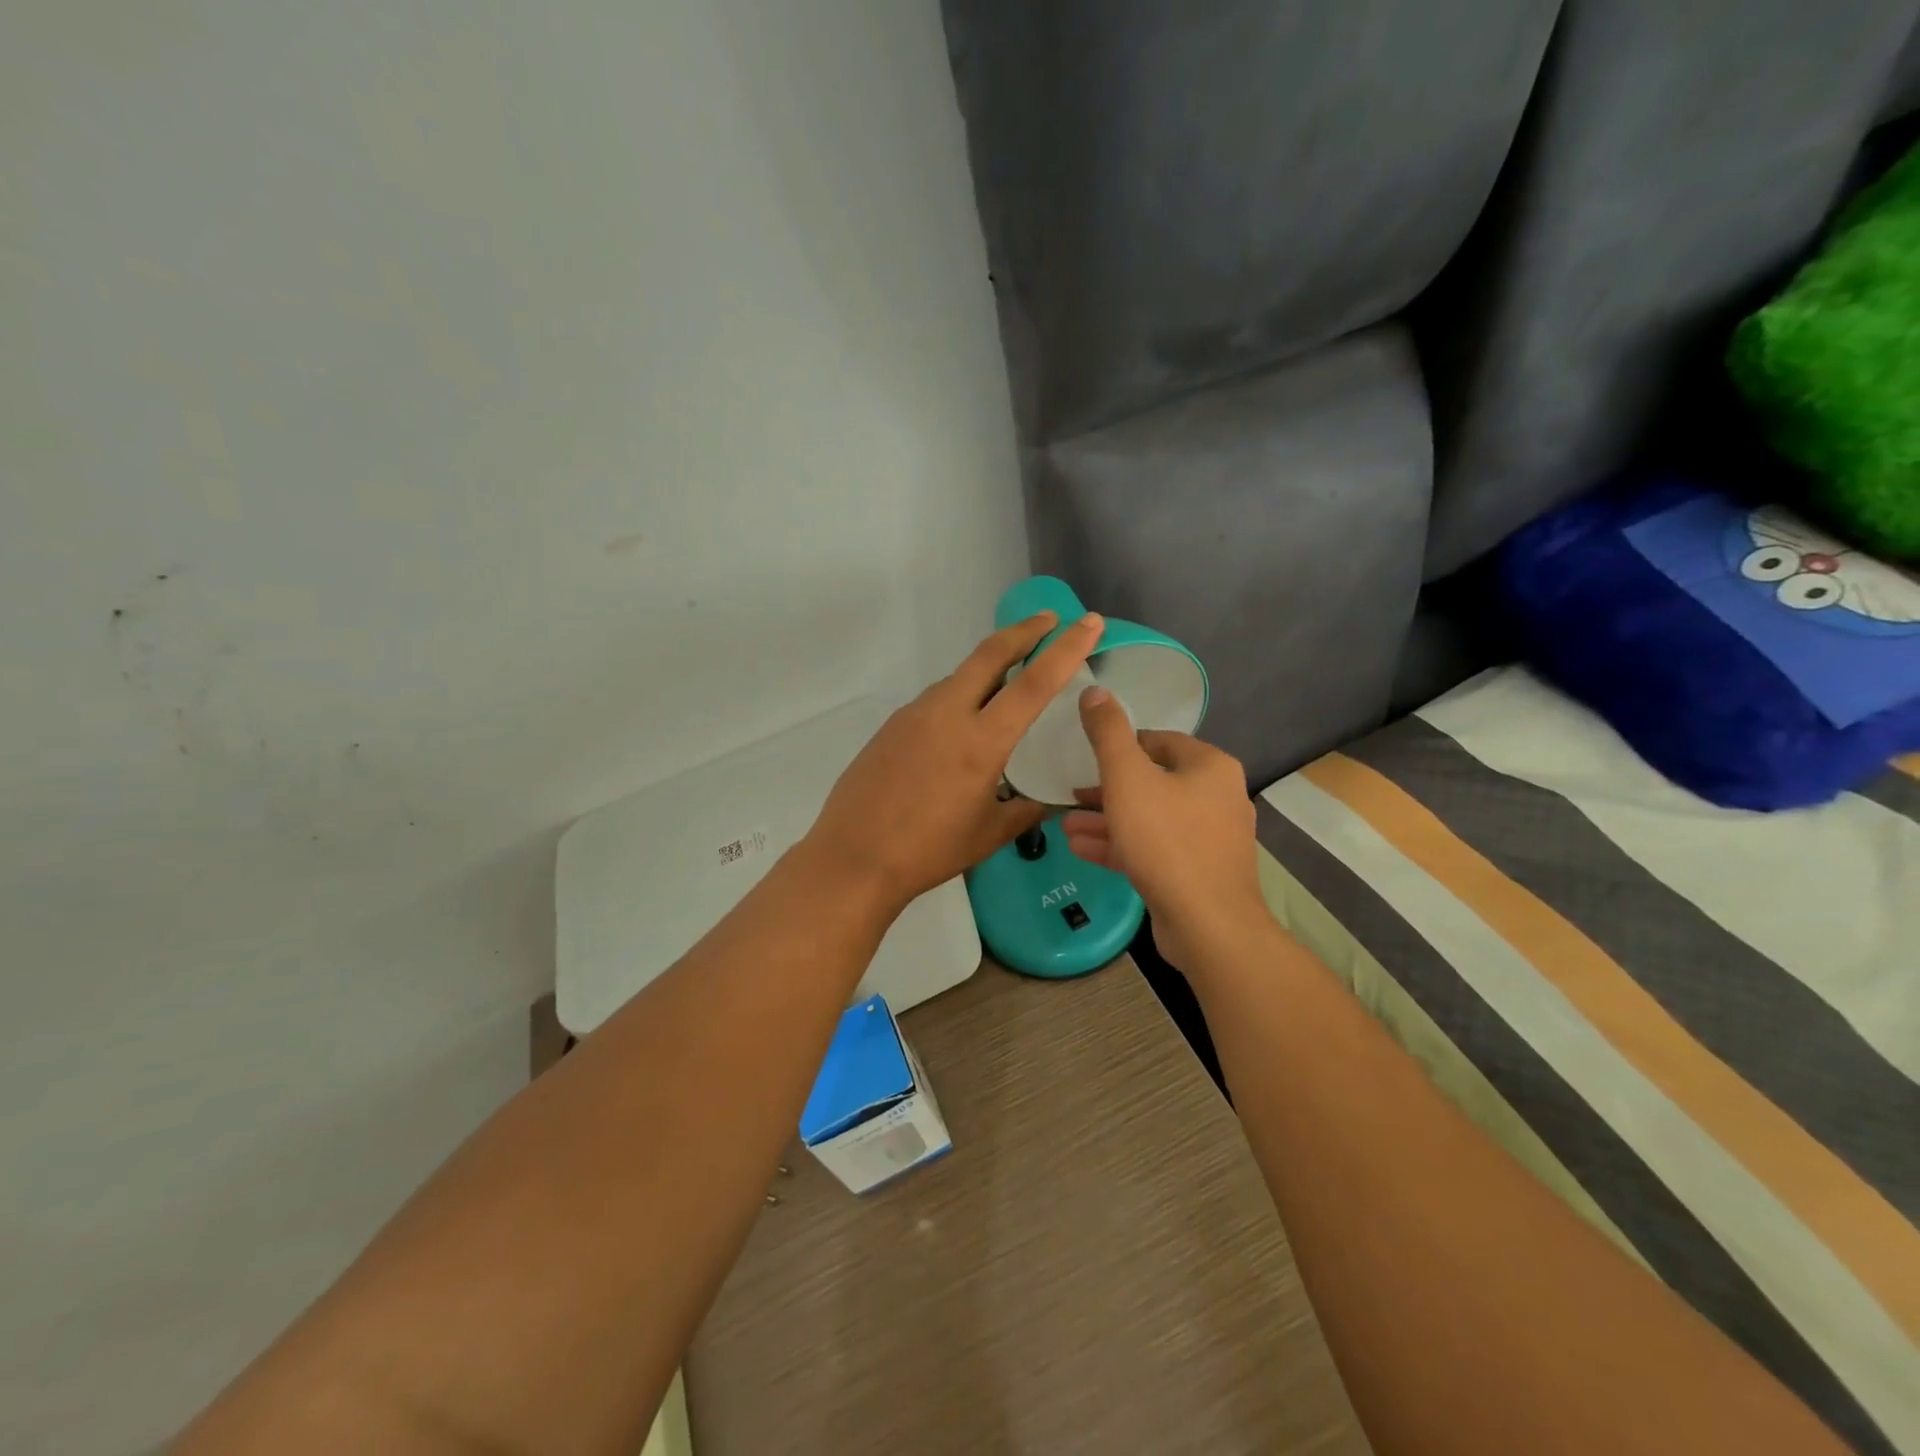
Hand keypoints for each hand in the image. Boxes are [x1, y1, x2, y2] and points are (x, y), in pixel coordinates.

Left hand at [806, 611, 1105, 912]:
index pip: (1034, 682)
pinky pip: (936, 700)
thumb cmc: (929, 851)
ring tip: (1009, 685)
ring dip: (989, 669)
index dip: (1066, 648)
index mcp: (981, 741)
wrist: (854, 857)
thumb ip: (1025, 811)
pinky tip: (961, 728)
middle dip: (1024, 631)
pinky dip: (960, 697)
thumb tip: (1045, 802)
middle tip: (1049, 621)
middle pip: (990, 653)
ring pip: (960, 677)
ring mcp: (914, 715)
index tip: (1087, 622)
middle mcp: (947, 714)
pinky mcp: (893, 725)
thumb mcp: (989, 834)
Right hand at [1062, 688, 1267, 972]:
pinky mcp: (1198, 872)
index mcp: (1209, 767)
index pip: (1158, 741)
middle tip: (1071, 794)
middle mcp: (1217, 797)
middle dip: (1107, 789)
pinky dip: (1121, 845)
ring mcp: (1210, 838)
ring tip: (1066, 824)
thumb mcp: (1127, 778)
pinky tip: (1082, 849)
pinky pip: (1155, 849)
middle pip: (1153, 781)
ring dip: (1107, 819)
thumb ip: (1108, 733)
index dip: (1119, 746)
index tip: (1087, 757)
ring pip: (1150, 818)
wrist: (1208, 924)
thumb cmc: (1166, 840)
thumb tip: (1095, 690)